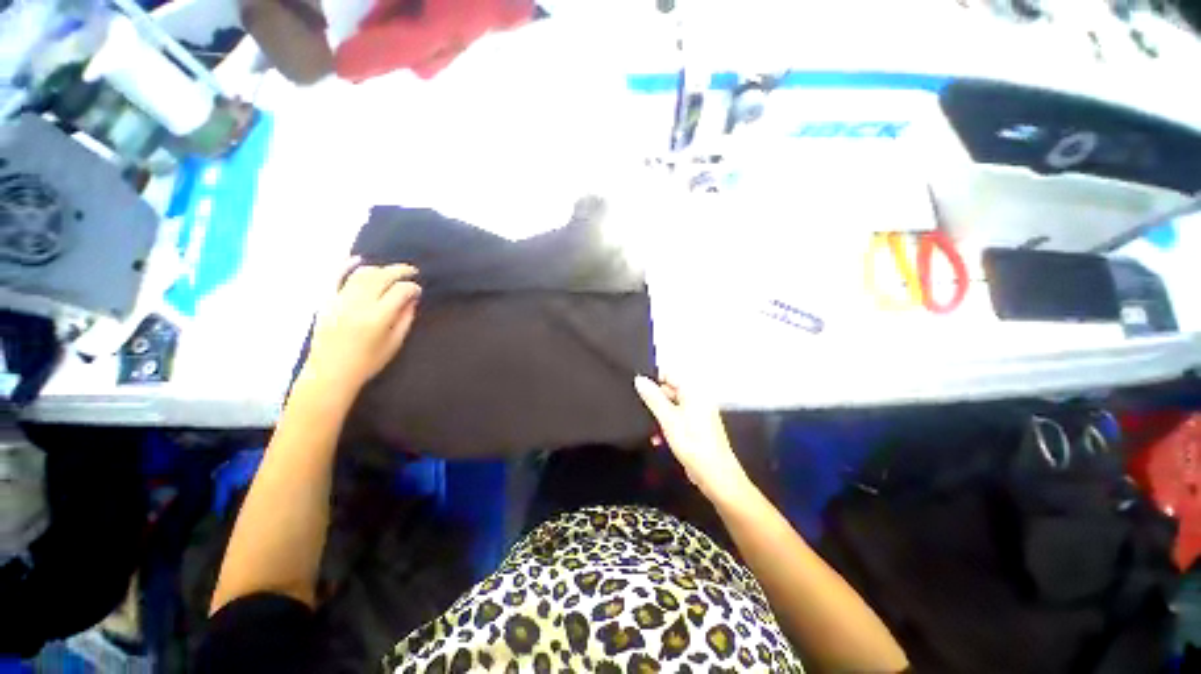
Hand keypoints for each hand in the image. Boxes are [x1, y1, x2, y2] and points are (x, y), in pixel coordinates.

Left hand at [305, 261, 420, 392]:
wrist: (330, 373)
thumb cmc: (367, 363)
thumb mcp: (394, 343)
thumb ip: (405, 319)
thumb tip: (412, 299)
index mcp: (378, 318)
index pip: (400, 291)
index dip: (412, 287)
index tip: (418, 290)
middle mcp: (358, 305)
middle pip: (381, 277)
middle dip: (399, 271)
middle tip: (412, 271)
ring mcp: (340, 301)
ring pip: (361, 274)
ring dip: (379, 269)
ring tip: (390, 271)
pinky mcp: (326, 301)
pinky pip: (335, 277)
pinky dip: (346, 265)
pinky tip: (358, 259)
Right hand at [635, 376, 751, 500]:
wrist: (715, 475)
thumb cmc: (692, 443)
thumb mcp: (667, 418)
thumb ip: (652, 397)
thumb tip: (639, 379)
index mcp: (693, 391)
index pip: (669, 374)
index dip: (653, 380)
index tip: (638, 391)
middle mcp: (697, 398)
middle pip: (670, 390)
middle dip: (655, 401)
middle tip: (641, 412)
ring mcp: (698, 413)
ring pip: (671, 407)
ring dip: (659, 416)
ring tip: (649, 429)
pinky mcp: (697, 427)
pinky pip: (678, 419)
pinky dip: (667, 426)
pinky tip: (658, 439)